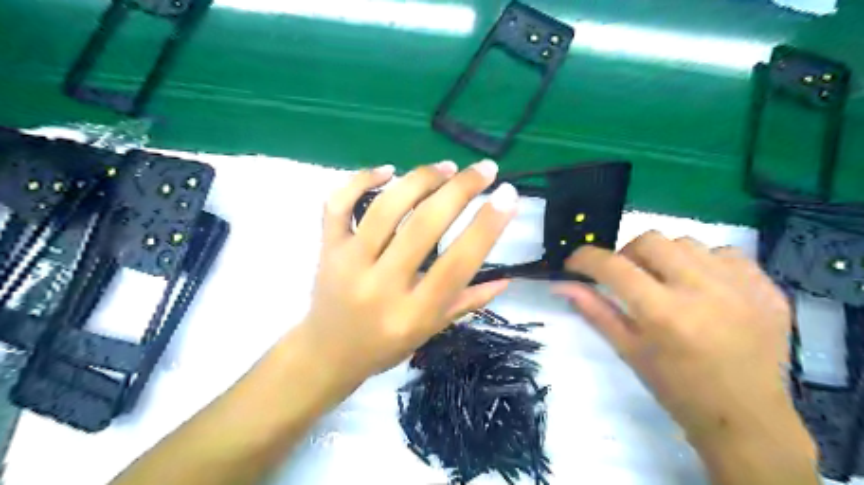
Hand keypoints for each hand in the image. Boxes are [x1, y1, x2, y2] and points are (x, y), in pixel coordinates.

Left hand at [297, 162, 514, 390]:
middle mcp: (382, 286)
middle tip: (485, 169)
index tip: (509, 195)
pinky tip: (388, 170)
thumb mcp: (430, 331)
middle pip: (424, 226)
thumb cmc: (385, 346)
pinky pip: (337, 204)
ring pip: (385, 208)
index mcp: (414, 312)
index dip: (487, 226)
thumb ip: (467, 302)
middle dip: (461, 189)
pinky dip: (360, 179)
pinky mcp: (327, 248)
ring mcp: (349, 263)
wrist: (327, 354)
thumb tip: (506, 278)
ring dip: (420, 179)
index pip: (458, 263)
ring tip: (447, 167)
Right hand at [557, 233, 806, 448]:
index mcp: (663, 314)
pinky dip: (704, 263)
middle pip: (650, 241)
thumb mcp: (628, 350)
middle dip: (627, 254)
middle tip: (627, 276)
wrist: (746, 416)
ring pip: (686, 242)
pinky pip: (724, 253)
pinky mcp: (766, 287)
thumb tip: (561, 285)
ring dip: (665, 258)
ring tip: (667, 283)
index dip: (585, 259)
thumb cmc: (676, 388)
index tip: (576, 264)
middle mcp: (702, 291)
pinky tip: (703, 287)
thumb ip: (594, 311)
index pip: (612, 266)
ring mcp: (740, 286)